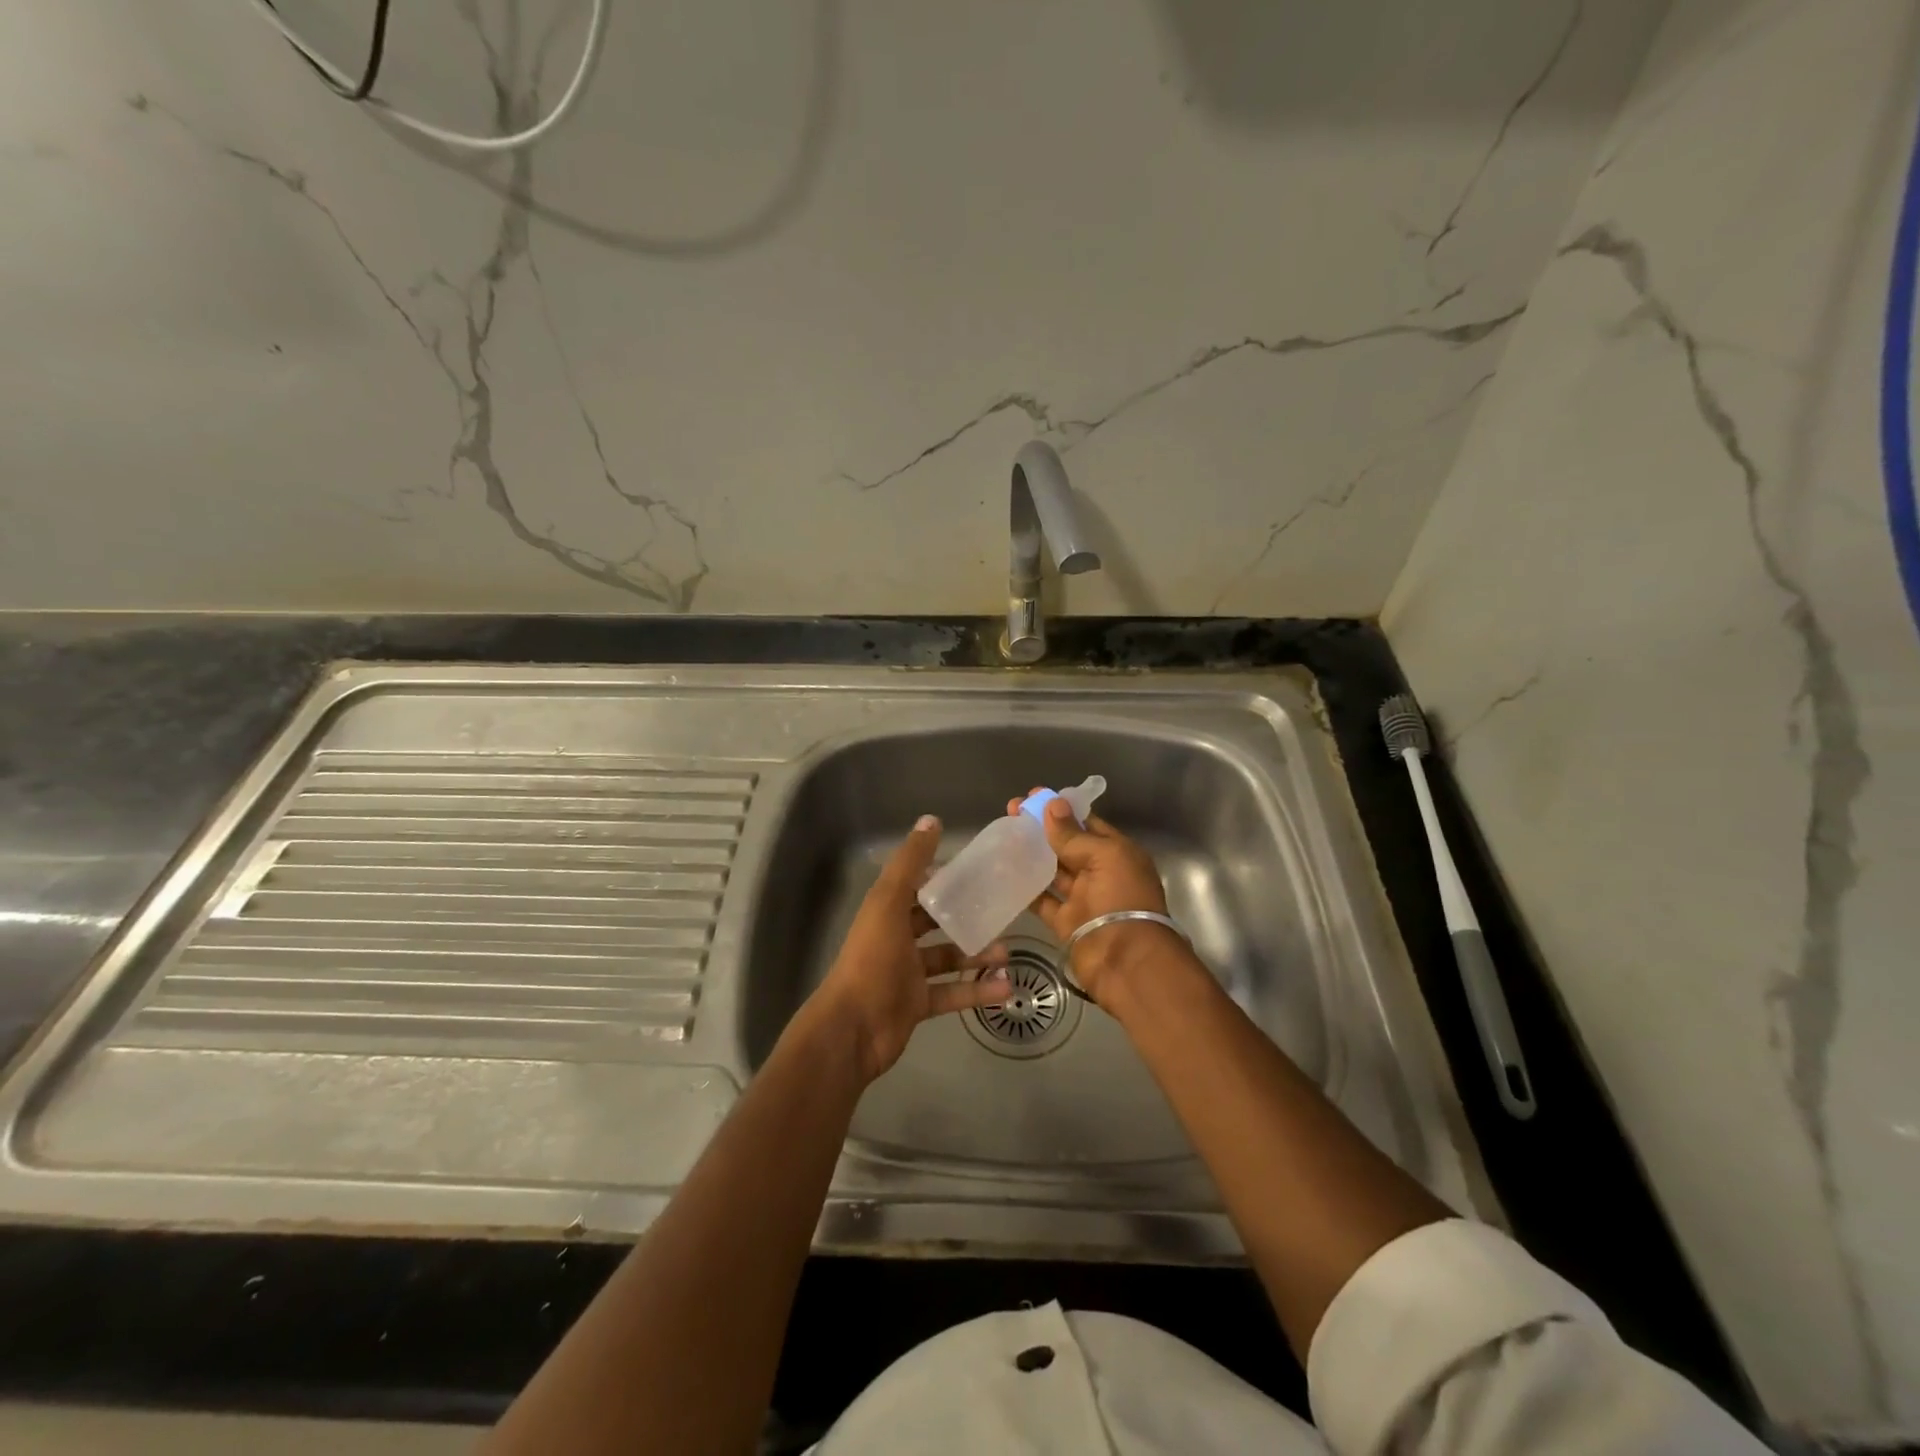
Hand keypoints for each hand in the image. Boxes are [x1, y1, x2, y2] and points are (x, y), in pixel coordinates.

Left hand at [806, 814, 1009, 1083]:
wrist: (852, 1029)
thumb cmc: (872, 959)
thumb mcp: (889, 903)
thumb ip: (910, 863)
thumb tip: (931, 819)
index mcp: (887, 911)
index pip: (918, 886)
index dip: (944, 878)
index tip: (978, 872)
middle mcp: (897, 938)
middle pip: (935, 922)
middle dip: (967, 917)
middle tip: (1001, 912)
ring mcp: (907, 973)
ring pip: (948, 957)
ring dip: (977, 954)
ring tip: (1008, 953)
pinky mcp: (918, 1004)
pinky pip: (953, 992)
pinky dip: (978, 990)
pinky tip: (1006, 988)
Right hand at [1005, 791, 1173, 1000]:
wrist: (1127, 961)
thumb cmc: (1122, 899)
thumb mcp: (1104, 858)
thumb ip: (1073, 835)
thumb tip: (1052, 804)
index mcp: (1118, 853)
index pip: (1087, 824)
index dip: (1062, 809)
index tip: (1034, 796)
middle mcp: (1101, 873)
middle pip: (1068, 845)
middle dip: (1042, 828)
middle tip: (1011, 810)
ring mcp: (1083, 898)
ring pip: (1053, 870)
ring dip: (1030, 854)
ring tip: (1003, 834)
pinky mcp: (1065, 921)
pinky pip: (1042, 899)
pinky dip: (1025, 887)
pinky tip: (1003, 870)